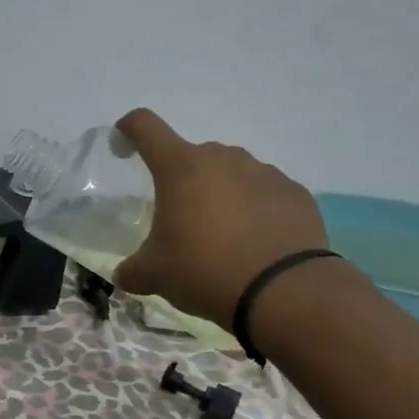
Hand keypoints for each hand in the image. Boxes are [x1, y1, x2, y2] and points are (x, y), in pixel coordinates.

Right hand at [113, 108, 331, 331]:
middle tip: (180, 220)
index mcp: (180, 168)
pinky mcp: (294, 192)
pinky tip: (255, 244)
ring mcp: (264, 172)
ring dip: (220, 194)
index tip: (123, 146)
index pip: (145, 126)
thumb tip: (123, 275)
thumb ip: (132, 270)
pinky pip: (264, 193)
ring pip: (231, 173)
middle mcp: (223, 158)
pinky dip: (254, 210)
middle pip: (192, 156)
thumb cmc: (205, 271)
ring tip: (222, 236)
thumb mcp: (155, 276)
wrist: (283, 291)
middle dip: (182, 181)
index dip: (128, 129)